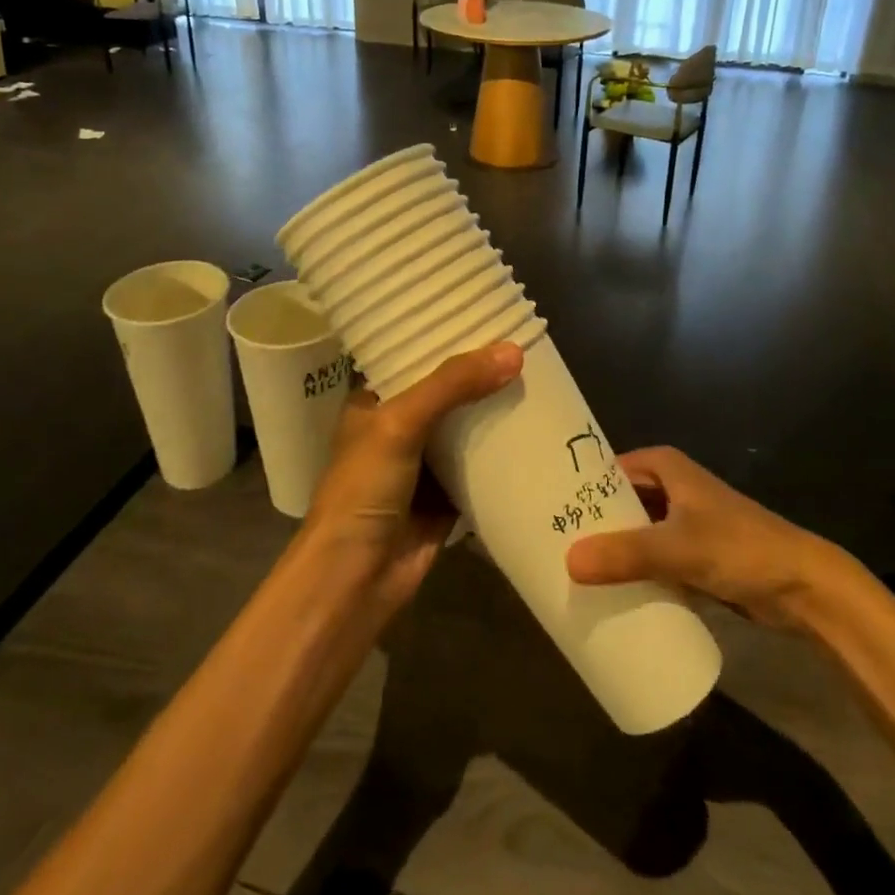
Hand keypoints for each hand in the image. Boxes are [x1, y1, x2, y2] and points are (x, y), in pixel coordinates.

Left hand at [303, 341, 523, 613]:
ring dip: (495, 411)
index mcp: (374, 401)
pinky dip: (504, 454)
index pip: (412, 356)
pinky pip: (481, 467)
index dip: (445, 336)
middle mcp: (398, 428)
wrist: (355, 580)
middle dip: (480, 374)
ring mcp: (423, 464)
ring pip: (467, 428)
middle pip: (446, 391)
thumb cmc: (363, 490)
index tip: (487, 315)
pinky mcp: (447, 498)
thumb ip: (452, 385)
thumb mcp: (400, 423)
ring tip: (539, 379)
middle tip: (525, 345)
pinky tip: (538, 431)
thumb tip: (513, 351)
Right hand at [564, 447, 854, 630]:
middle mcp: (670, 486)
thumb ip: (625, 555)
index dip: (577, 486)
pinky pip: (650, 558)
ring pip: (633, 531)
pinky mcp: (692, 554)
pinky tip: (605, 591)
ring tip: (565, 570)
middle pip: (618, 501)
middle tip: (547, 545)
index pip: (606, 469)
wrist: (804, 587)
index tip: (542, 508)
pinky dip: (631, 570)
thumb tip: (568, 562)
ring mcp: (682, 521)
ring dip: (609, 549)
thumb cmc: (739, 548)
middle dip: (589, 523)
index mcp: (664, 466)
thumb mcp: (678, 548)